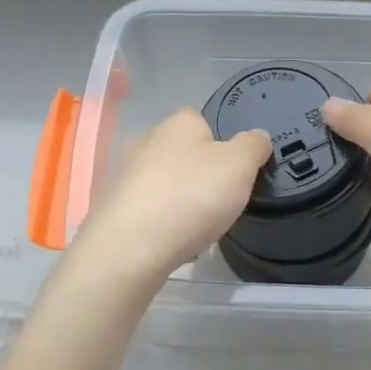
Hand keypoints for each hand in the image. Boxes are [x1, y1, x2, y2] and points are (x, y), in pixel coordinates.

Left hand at [69, 107, 271, 280]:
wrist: (129, 249)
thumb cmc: (191, 197)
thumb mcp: (240, 166)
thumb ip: (254, 146)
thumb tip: (257, 137)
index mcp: (178, 123)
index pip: (202, 120)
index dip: (221, 143)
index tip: (234, 171)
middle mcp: (146, 141)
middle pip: (183, 153)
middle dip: (200, 175)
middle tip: (221, 201)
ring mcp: (125, 175)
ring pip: (165, 184)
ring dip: (181, 201)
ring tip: (199, 228)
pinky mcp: (113, 208)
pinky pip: (148, 211)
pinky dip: (162, 224)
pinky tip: (173, 243)